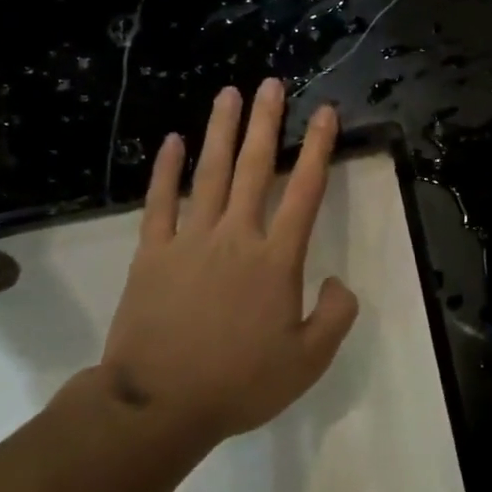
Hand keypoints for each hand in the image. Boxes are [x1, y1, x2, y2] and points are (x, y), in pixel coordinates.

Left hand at [99, 79, 358, 447]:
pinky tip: (172, 141)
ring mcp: (190, 240)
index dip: (318, 148)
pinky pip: (159, 203)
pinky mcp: (153, 253)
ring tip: (229, 93)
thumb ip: (334, 316)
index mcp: (276, 259)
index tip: (324, 113)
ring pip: (211, 173)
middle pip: (255, 167)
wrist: (157, 407)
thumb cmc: (238, 383)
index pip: (304, 190)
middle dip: (266, 122)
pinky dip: (166, 170)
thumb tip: (338, 281)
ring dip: (222, 131)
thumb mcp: (307, 361)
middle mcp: (236, 236)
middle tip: (272, 84)